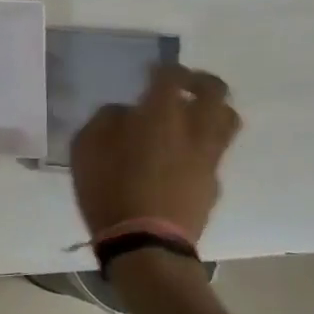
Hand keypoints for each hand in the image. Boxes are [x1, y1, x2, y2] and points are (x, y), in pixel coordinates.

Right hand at [69, 64, 240, 244]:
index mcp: (161, 115)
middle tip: (182, 85)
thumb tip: (123, 113)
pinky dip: (203, 145)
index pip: (172, 76)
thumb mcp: (85, 149)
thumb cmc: (108, 190)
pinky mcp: (214, 184)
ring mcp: (209, 158)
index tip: (150, 73)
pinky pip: (215, 153)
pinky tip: (182, 158)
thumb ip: (105, 121)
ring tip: (192, 117)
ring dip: (212, 110)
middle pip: (215, 91)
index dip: (163, 69)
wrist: (145, 244)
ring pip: (227, 120)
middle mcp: (194, 129)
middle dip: (200, 81)